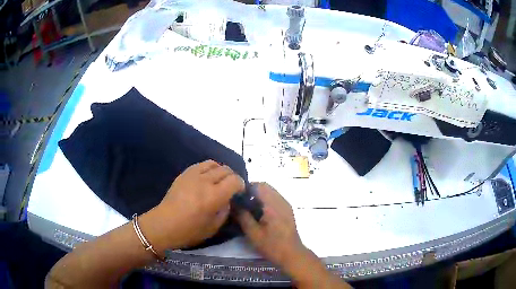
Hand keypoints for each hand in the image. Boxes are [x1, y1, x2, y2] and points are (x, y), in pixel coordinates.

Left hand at [140, 160, 244, 251]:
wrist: (164, 224)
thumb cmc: (190, 231)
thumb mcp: (214, 227)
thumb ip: (225, 210)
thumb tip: (228, 199)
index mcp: (214, 196)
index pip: (235, 181)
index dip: (241, 185)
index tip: (240, 193)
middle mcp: (205, 181)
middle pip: (226, 170)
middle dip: (232, 178)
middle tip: (230, 189)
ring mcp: (193, 175)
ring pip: (214, 164)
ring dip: (221, 171)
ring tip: (219, 182)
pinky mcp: (184, 174)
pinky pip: (201, 165)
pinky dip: (209, 169)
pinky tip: (206, 178)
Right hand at [236, 183, 307, 267]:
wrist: (292, 254)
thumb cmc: (272, 245)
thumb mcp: (253, 233)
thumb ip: (243, 216)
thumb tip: (233, 204)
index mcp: (273, 204)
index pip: (259, 185)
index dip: (246, 188)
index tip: (237, 196)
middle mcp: (281, 201)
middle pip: (265, 186)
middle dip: (252, 191)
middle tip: (241, 202)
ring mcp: (286, 205)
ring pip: (270, 192)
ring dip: (259, 195)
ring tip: (248, 208)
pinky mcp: (288, 210)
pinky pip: (275, 198)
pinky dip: (265, 200)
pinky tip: (259, 213)